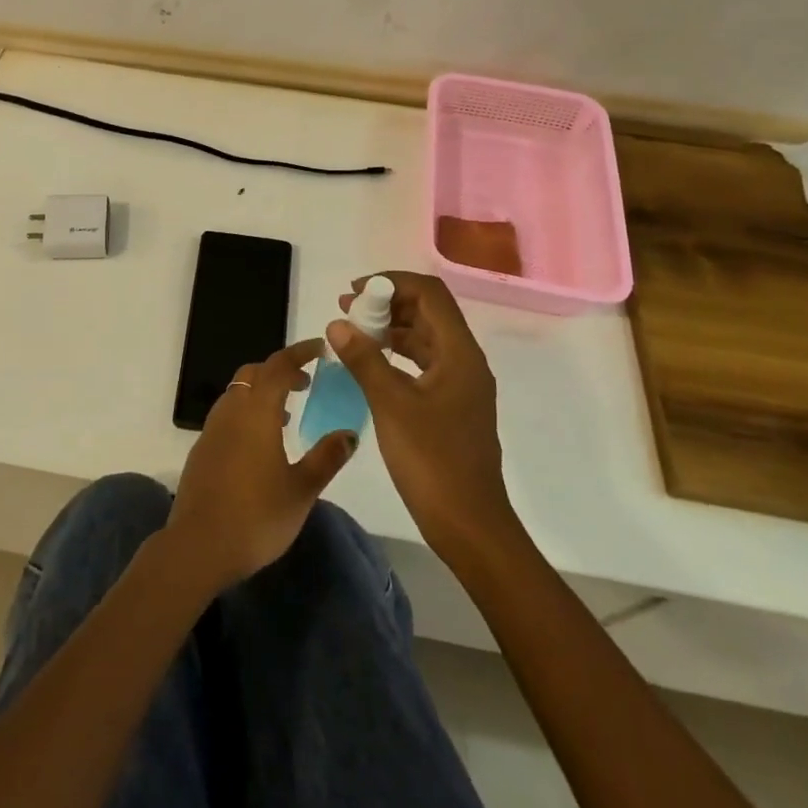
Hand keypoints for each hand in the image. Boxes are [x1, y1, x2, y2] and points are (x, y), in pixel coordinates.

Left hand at [164, 339, 357, 592]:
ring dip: (261, 392)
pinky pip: (228, 414)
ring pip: (238, 392)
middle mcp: (231, 410)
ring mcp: (212, 429)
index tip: (320, 349)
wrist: (198, 546)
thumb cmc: (257, 516)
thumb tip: (349, 434)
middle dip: (280, 371)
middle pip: (254, 373)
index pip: (279, 366)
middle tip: (306, 383)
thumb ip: (326, 458)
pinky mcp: (202, 448)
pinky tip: (260, 443)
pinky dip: (247, 412)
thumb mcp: (301, 490)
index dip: (300, 353)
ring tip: (286, 415)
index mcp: (257, 410)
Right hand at [330, 272, 516, 560]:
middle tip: (347, 310)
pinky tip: (369, 364)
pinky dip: (396, 354)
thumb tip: (338, 323)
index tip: (355, 292)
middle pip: (428, 312)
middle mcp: (465, 361)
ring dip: (390, 328)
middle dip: (387, 303)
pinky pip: (423, 363)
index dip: (392, 283)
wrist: (469, 525)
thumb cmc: (433, 462)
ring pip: (425, 338)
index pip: (430, 294)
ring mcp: (460, 385)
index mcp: (459, 353)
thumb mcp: (391, 405)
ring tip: (351, 332)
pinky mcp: (451, 405)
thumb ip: (364, 359)